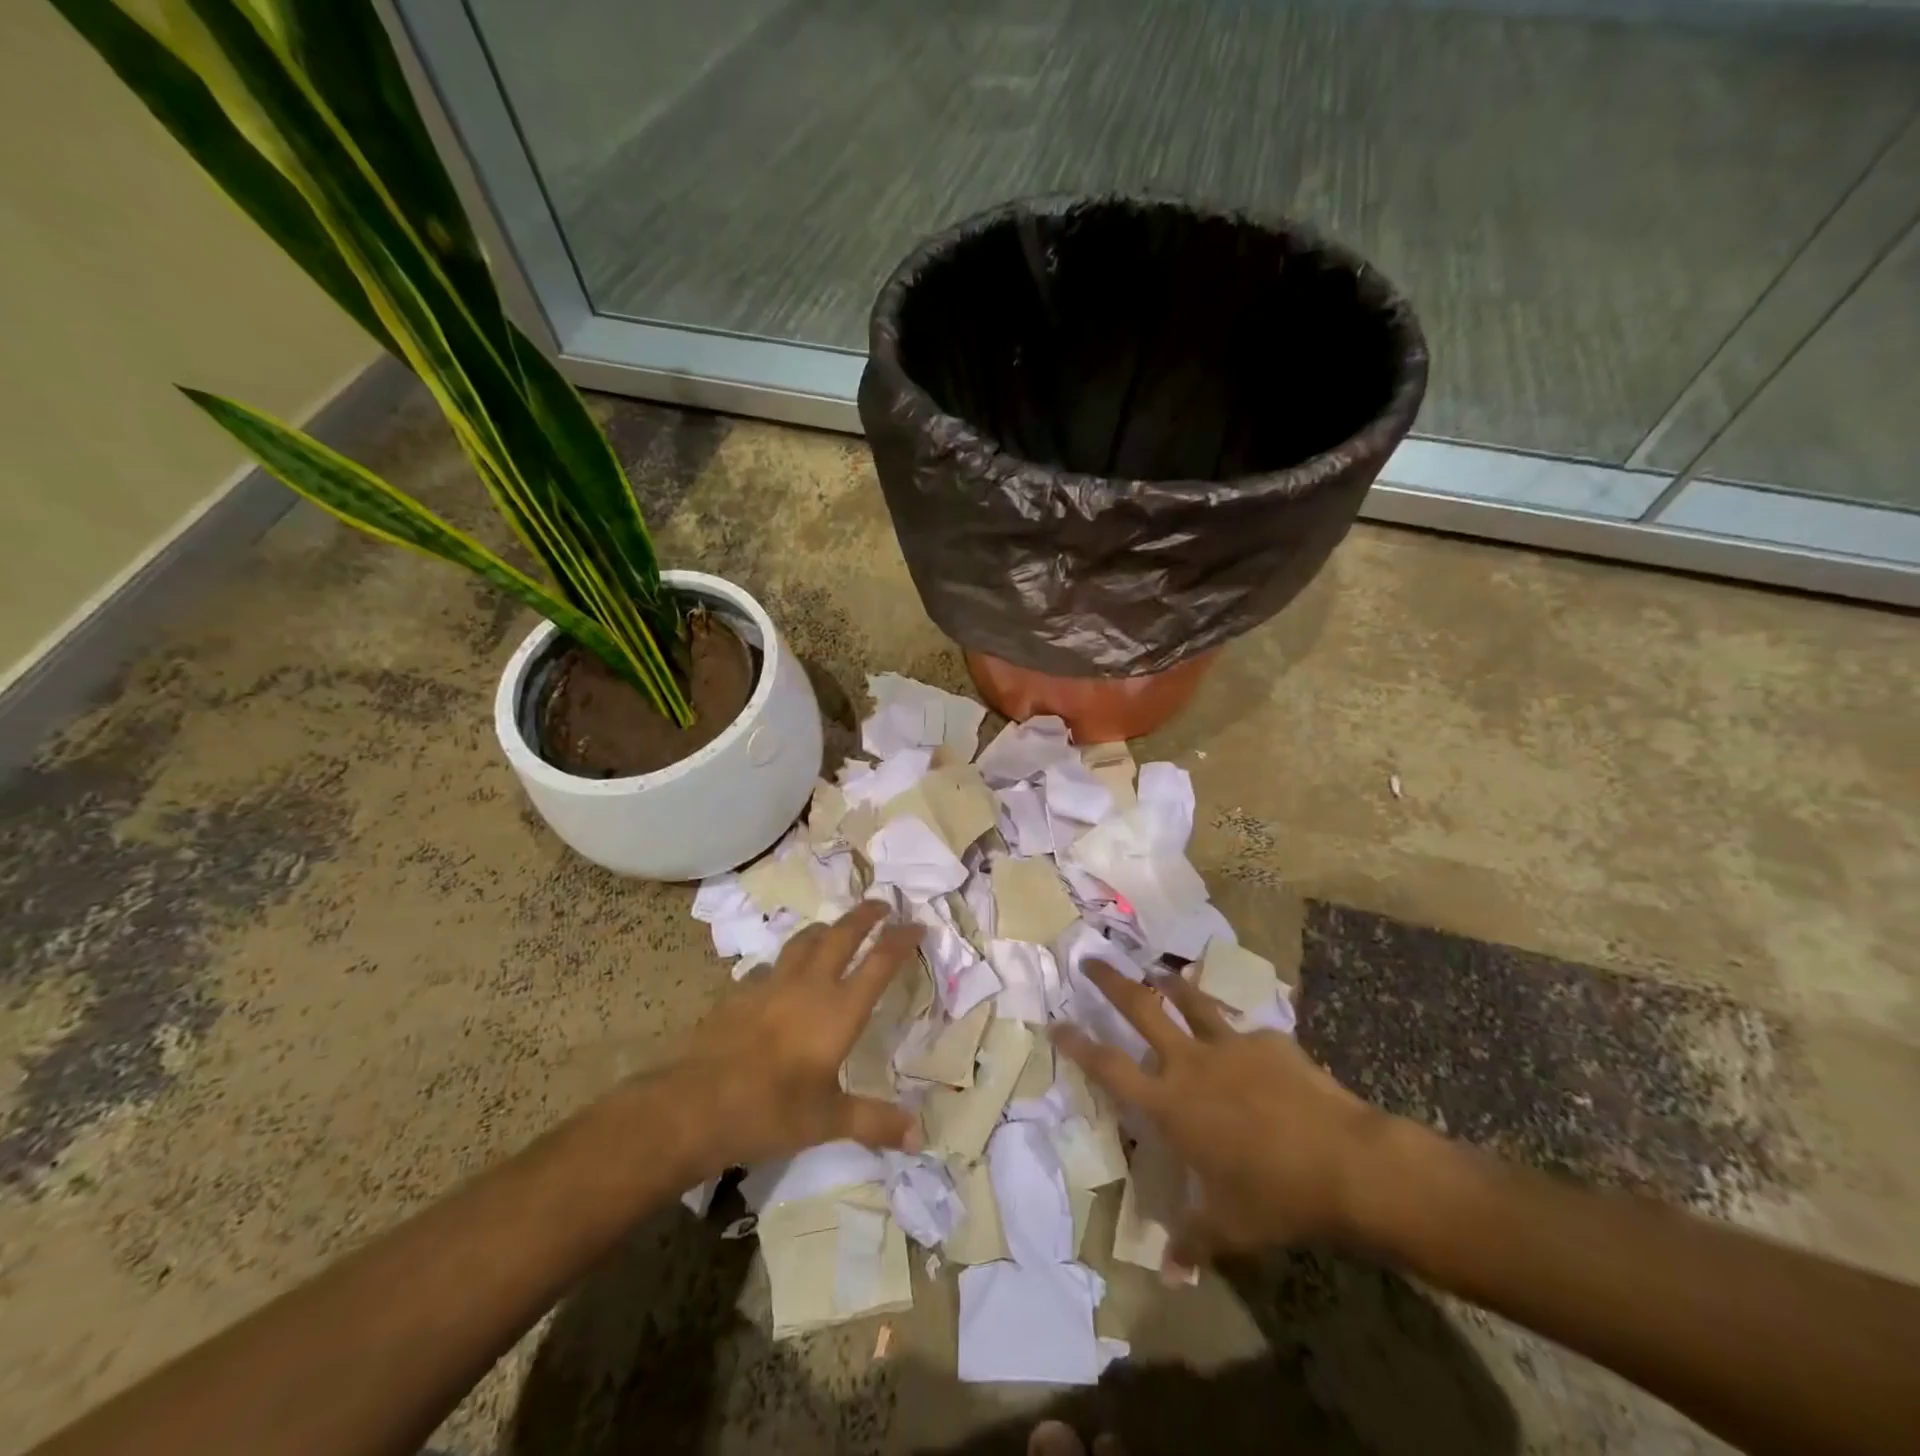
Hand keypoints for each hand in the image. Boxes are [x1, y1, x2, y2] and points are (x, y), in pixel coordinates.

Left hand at [659, 903, 923, 1176]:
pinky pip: (768, 966)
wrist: (694, 1104)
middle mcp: (809, 985)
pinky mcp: (740, 992)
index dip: (901, 939)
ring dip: (826, 929)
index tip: (917, 925)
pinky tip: (779, 976)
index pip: (880, 962)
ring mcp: (771, 984)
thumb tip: (920, 1137)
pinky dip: (784, 962)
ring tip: (834, 929)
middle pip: (843, 934)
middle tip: (882, 905)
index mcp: (839, 1010)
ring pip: (804, 940)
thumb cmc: (770, 1112)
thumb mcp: (828, 1121)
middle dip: (866, 915)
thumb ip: (875, 1122)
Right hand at [1053, 961, 1390, 1265]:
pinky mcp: (1269, 1041)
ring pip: (1190, 1000)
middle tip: (1091, 960)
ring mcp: (1230, 1045)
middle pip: (1140, 1008)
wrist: (1346, 1162)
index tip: (1056, 1021)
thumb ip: (1193, 1242)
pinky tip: (1252, 1049)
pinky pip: (1245, 1032)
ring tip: (1158, 972)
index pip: (1109, 1067)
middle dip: (1111, 982)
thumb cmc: (1275, 1197)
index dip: (1078, 1044)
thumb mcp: (1228, 1228)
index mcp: (1169, 1104)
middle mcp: (1191, 1063)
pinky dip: (1238, 1037)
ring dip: (1170, 984)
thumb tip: (1171, 1273)